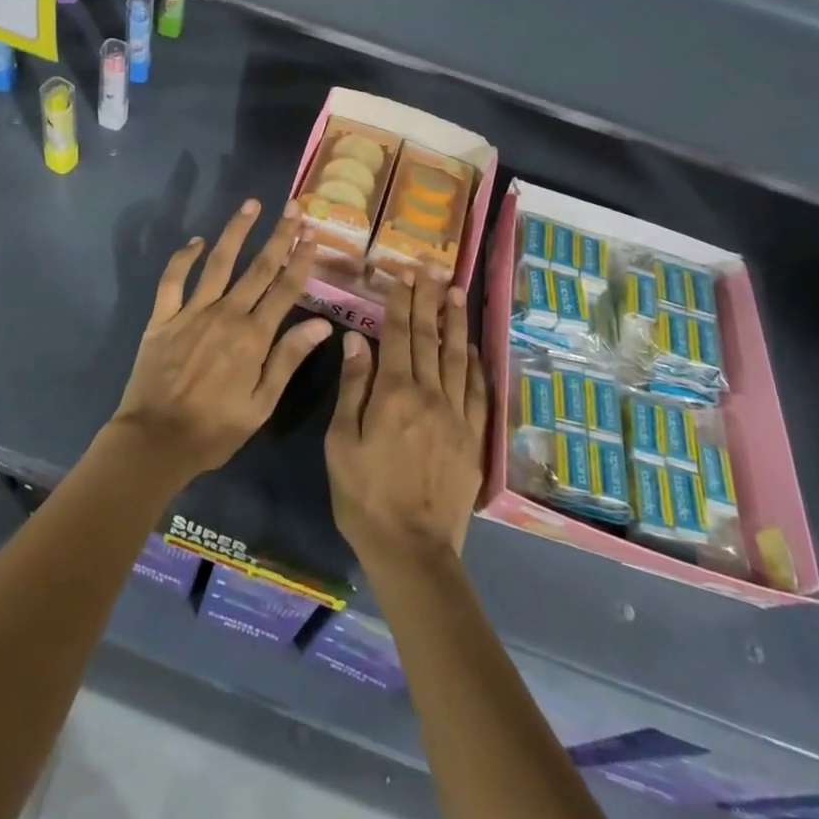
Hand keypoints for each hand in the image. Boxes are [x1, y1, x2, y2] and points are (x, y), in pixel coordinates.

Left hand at [109, 199, 332, 484]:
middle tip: (292, 207)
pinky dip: (184, 258)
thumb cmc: (214, 430)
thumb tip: (321, 324)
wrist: (154, 441)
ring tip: (251, 205)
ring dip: (236, 231)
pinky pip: (173, 280)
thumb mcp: (261, 405)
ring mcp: (192, 312)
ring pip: (219, 262)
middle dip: (279, 235)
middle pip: (259, 267)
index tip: (312, 234)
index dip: (301, 259)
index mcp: (253, 337)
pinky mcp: (163, 317)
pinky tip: (196, 241)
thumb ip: (288, 360)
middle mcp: (226, 315)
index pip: (285, 289)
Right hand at [326, 271, 488, 570]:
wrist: (412, 549)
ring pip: (457, 357)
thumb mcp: (341, 443)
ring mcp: (456, 415)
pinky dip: (475, 364)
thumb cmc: (364, 496)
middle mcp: (429, 395)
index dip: (401, 303)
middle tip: (430, 270)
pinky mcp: (473, 437)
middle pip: (429, 338)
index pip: (398, 336)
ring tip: (455, 292)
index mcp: (393, 394)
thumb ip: (353, 387)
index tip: (403, 275)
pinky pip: (477, 391)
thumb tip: (357, 339)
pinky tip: (473, 347)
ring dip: (455, 322)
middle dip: (428, 301)